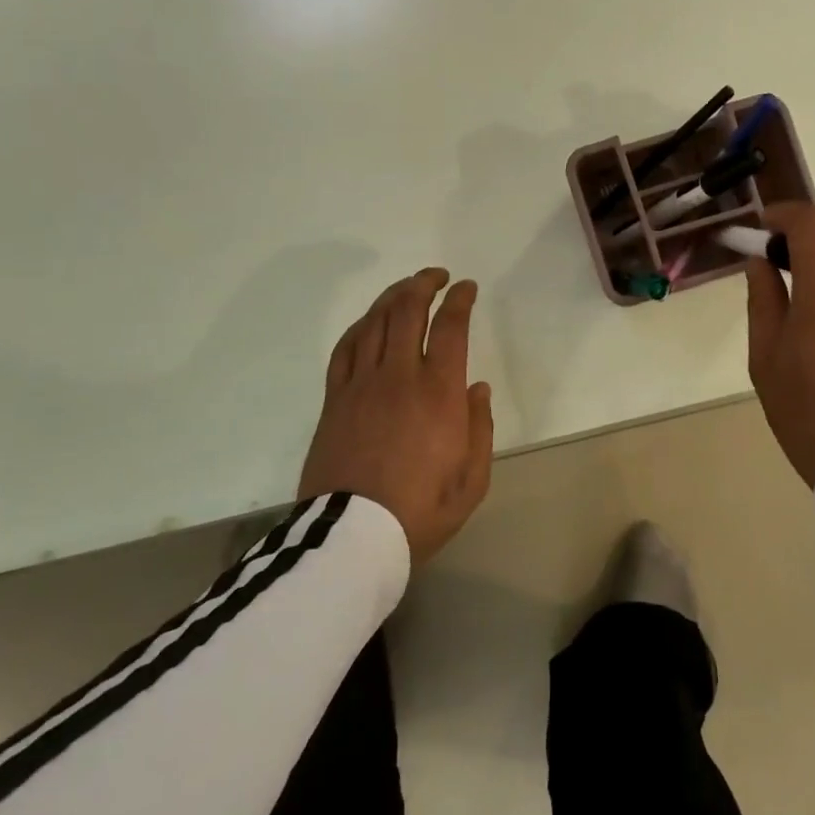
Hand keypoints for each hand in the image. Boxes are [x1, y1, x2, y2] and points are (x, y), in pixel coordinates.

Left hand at [298, 267, 494, 566]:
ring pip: (375, 321)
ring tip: (407, 288)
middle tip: (437, 276)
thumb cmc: (420, 511)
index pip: (450, 326)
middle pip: (407, 310)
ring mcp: (361, 384)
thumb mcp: (472, 480)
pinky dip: (361, 325)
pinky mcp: (335, 399)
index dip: (459, 299)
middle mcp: (399, 376)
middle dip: (424, 283)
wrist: (351, 538)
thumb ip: (480, 428)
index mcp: (438, 392)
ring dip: (393, 296)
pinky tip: (370, 321)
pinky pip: (346, 348)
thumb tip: (476, 387)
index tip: (466, 288)